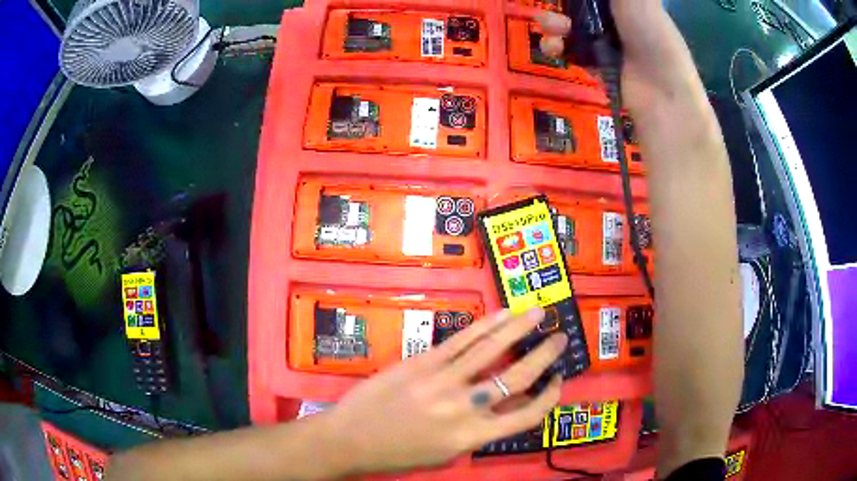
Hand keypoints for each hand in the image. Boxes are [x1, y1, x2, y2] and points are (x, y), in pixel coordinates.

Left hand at [324, 308, 566, 474]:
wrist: (350, 439)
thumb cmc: (397, 453)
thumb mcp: (445, 454)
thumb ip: (477, 433)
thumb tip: (501, 408)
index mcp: (472, 437)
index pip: (526, 417)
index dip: (549, 398)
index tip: (558, 381)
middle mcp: (464, 408)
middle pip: (517, 377)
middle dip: (544, 355)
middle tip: (560, 338)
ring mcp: (443, 381)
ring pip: (492, 349)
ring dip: (520, 328)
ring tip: (539, 313)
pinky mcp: (423, 362)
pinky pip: (462, 340)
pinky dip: (487, 325)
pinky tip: (503, 314)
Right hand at [536, 1, 697, 117]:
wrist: (663, 91)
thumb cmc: (654, 35)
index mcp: (630, 3)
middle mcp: (618, 21)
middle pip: (582, 8)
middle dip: (564, 5)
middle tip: (556, 4)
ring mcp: (607, 45)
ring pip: (573, 28)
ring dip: (555, 24)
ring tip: (550, 26)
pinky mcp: (598, 67)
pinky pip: (572, 52)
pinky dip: (558, 48)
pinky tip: (554, 47)